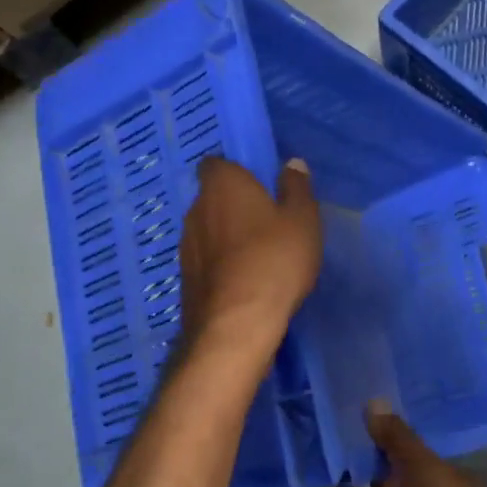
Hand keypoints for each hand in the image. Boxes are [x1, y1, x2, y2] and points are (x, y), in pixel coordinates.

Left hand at [178, 157, 322, 354]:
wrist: (236, 323)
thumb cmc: (274, 260)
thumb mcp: (302, 220)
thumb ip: (297, 188)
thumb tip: (292, 163)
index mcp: (222, 185)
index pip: (216, 164)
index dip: (235, 172)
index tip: (257, 186)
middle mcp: (195, 209)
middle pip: (212, 198)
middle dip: (233, 206)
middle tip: (264, 222)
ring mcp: (185, 245)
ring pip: (207, 231)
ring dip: (226, 237)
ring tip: (256, 255)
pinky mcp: (185, 278)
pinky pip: (205, 261)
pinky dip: (220, 264)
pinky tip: (243, 281)